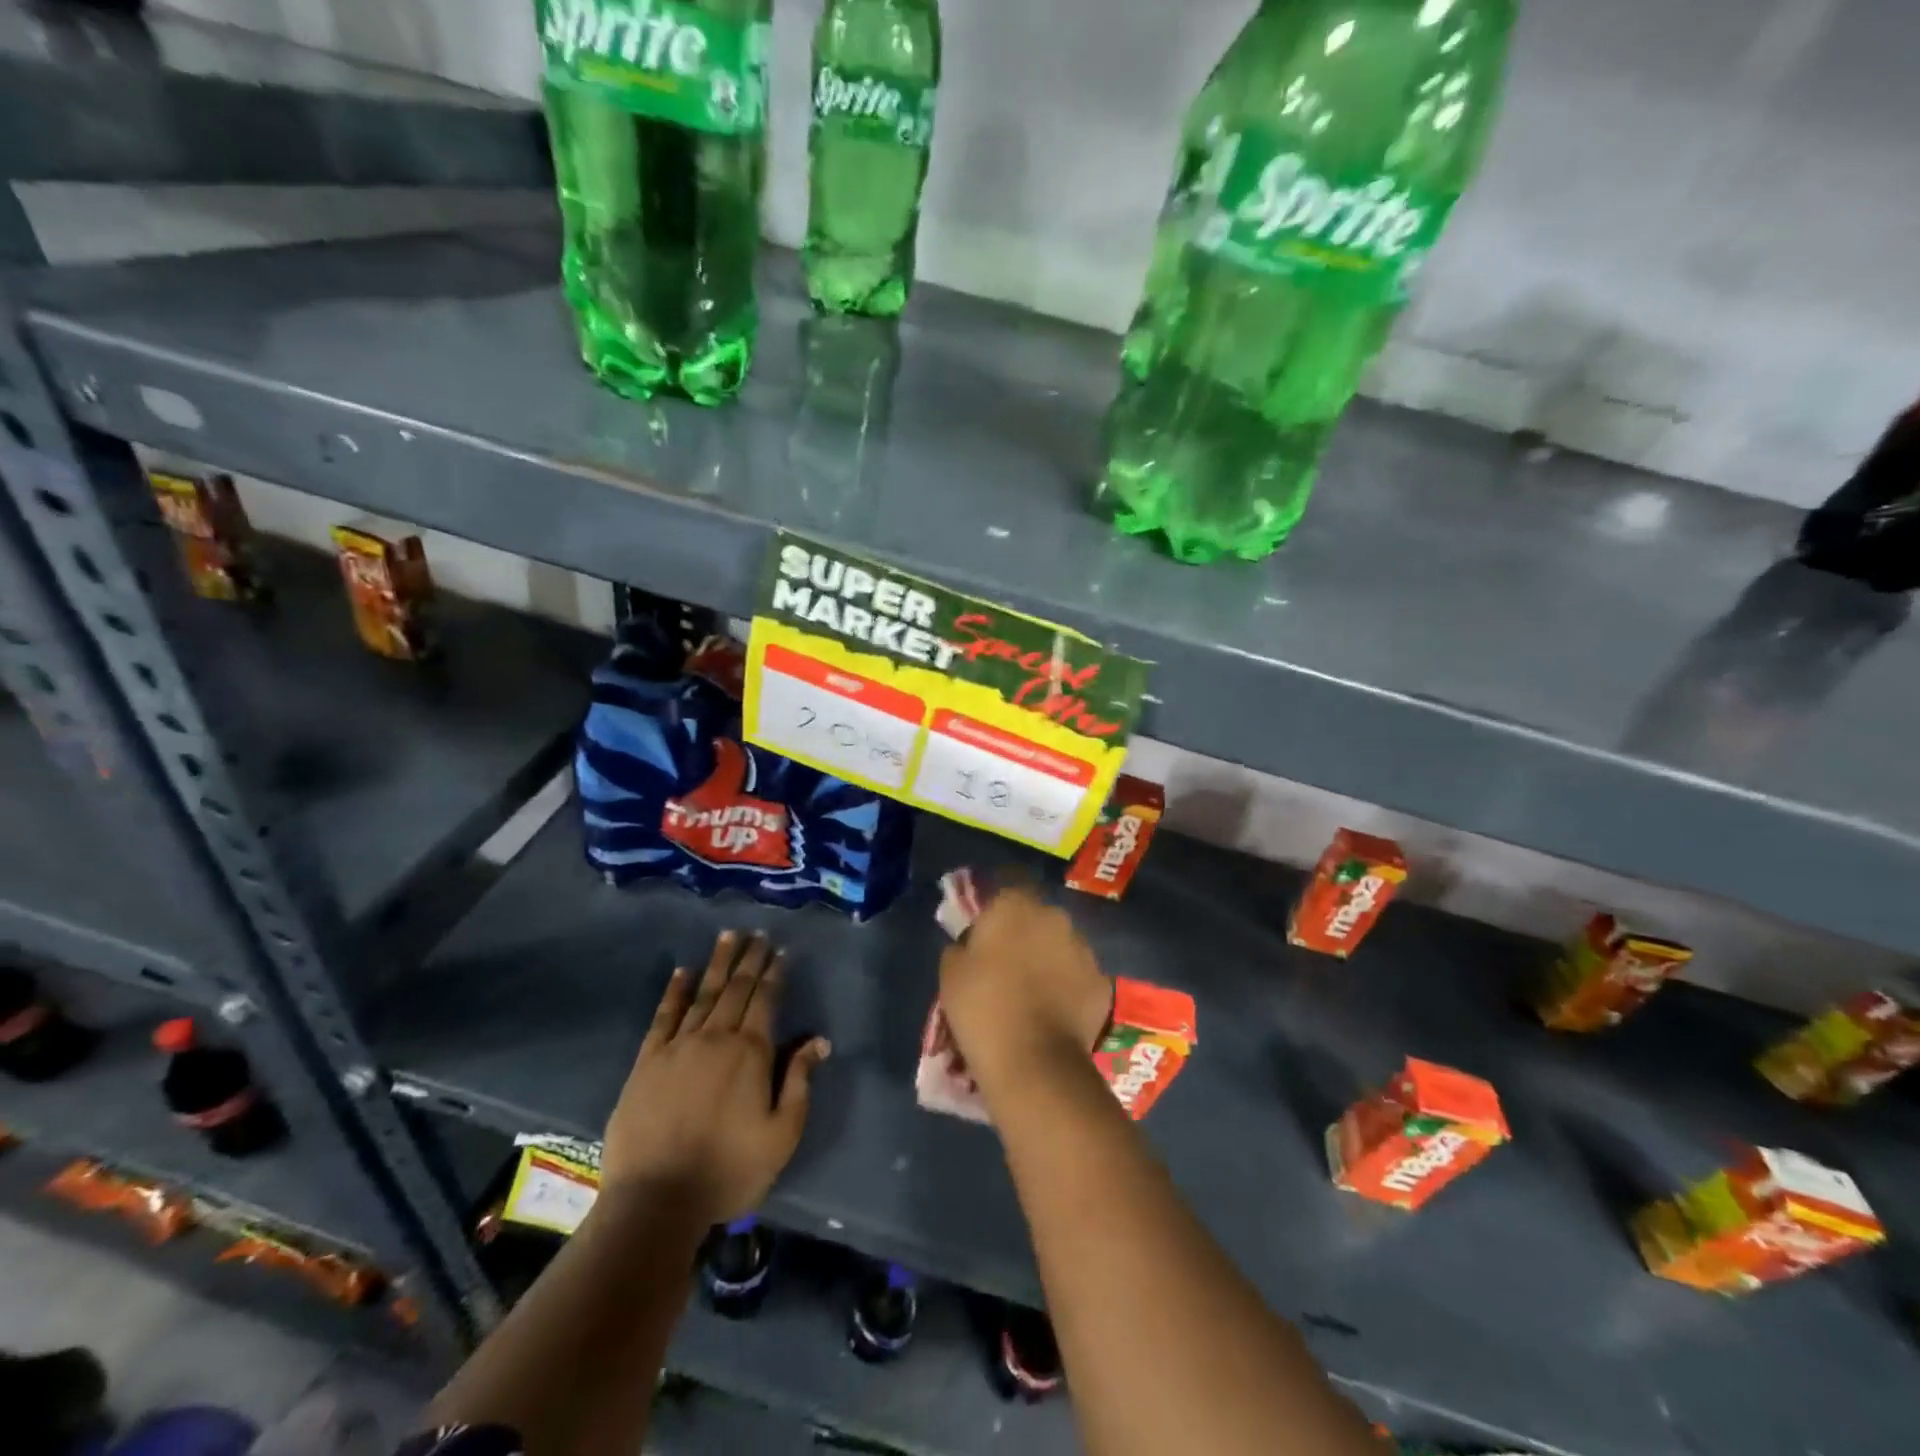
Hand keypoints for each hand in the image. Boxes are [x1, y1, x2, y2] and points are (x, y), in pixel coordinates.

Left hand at [601, 930, 830, 1223]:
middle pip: (736, 989)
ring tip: (728, 936)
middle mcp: (716, 1038)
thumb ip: (800, 1082)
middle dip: (749, 959)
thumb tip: (819, 1040)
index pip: (766, 1001)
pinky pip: (664, 1017)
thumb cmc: (728, 1170)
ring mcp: (678, 1047)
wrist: (655, 1201)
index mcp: (751, 1053)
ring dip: (718, 963)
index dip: (775, 973)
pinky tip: (682, 972)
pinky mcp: (647, 1062)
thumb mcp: (782, 1134)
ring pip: (703, 994)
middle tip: (757, 933)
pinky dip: (675, 991)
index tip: (780, 951)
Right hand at [938, 883, 1111, 1096]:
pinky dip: (1068, 988)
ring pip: (1060, 945)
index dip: (994, 909)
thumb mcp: (950, 973)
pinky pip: (1078, 977)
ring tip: (1032, 993)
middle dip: (1023, 933)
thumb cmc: (983, 1008)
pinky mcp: (1102, 982)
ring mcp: (1083, 948)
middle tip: (1005, 965)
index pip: (1005, 888)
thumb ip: (960, 946)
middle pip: (1035, 916)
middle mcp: (1054, 916)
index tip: (983, 932)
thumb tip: (969, 945)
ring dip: (1048, 959)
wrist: (1034, 1062)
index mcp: (1015, 905)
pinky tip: (1054, 1013)